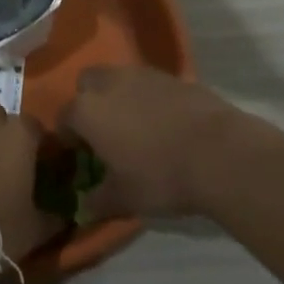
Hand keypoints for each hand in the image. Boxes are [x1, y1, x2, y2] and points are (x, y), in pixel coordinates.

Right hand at [60, 65, 240, 218]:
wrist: (219, 153)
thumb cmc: (160, 176)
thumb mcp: (124, 198)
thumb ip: (98, 201)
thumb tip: (84, 208)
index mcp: (87, 110)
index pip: (63, 118)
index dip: (68, 138)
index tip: (80, 156)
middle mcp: (109, 83)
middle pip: (87, 84)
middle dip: (90, 103)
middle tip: (104, 132)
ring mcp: (142, 75)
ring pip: (118, 79)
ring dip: (119, 97)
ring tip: (136, 127)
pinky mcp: (173, 76)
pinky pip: (149, 84)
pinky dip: (149, 98)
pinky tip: (164, 124)